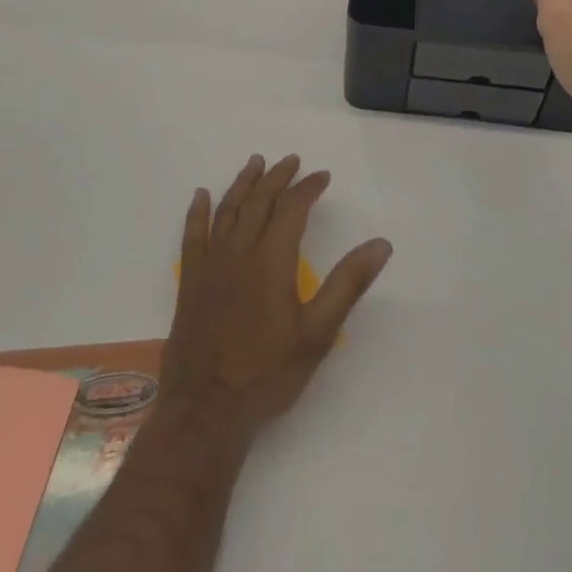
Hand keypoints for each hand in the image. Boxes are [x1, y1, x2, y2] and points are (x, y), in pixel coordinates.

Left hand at [162, 156, 392, 439]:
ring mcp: (211, 264)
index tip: (323, 176)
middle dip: (277, 177)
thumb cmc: (268, 374)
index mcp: (272, 259)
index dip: (309, 187)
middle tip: (291, 160)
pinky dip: (198, 211)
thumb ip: (348, 284)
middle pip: (259, 201)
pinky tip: (201, 195)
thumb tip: (381, 244)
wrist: (207, 410)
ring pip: (228, 210)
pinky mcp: (190, 281)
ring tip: (255, 163)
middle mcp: (240, 251)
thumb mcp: (318, 333)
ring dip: (243, 183)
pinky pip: (193, 235)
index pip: (293, 208)